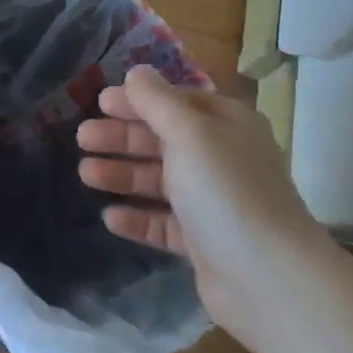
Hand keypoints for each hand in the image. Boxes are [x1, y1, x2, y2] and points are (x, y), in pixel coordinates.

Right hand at [77, 65, 317, 343]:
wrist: (270, 280)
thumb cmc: (226, 190)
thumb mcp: (188, 133)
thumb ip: (156, 100)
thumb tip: (137, 72)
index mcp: (227, 124)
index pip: (175, 102)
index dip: (137, 100)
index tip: (99, 102)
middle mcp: (222, 158)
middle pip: (163, 140)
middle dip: (122, 137)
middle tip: (82, 138)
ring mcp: (214, 203)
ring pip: (160, 181)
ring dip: (123, 175)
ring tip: (85, 174)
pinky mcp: (205, 243)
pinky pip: (164, 223)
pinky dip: (138, 217)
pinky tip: (110, 217)